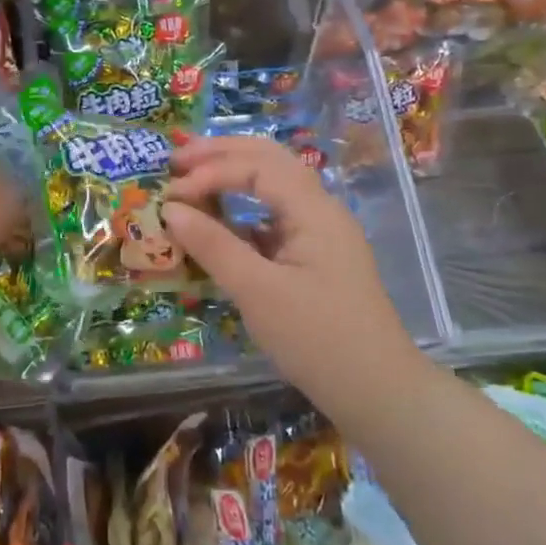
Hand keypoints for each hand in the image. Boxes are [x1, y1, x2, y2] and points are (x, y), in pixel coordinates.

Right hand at [162, 136, 408, 395]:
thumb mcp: (257, 291)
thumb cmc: (316, 337)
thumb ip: (212, 245)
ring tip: (192, 179)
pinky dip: (242, 210)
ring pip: (273, 185)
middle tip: (176, 160)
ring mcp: (320, 232)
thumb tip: (170, 209)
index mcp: (314, 210)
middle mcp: (320, 209)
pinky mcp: (315, 256)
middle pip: (269, 159)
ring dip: (232, 175)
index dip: (209, 172)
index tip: (170, 195)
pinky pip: (275, 216)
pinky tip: (219, 222)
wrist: (376, 391)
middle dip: (221, 154)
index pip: (256, 166)